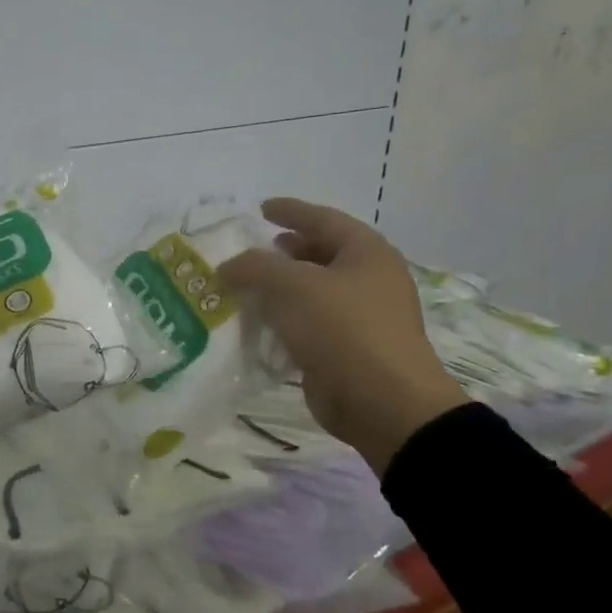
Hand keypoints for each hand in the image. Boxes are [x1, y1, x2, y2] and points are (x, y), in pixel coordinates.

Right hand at [219, 199, 466, 473]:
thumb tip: (228, 266)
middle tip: (254, 251)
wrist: (383, 403)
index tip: (262, 208)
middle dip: (285, 252)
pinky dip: (283, 319)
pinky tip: (256, 322)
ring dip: (279, 288)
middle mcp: (368, 280)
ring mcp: (360, 317)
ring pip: (312, 292)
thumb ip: (255, 267)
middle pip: (320, 254)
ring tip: (245, 287)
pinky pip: (308, 324)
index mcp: (367, 253)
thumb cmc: (343, 329)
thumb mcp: (293, 286)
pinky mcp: (346, 349)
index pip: (324, 219)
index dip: (291, 211)